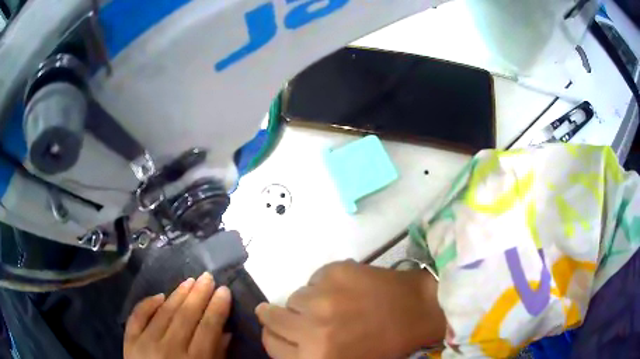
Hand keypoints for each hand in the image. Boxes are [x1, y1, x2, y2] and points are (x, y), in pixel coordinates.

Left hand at [124, 272, 231, 358]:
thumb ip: (217, 356)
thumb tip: (225, 332)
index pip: (208, 328)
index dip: (217, 308)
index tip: (224, 290)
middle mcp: (169, 349)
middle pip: (186, 316)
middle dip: (199, 294)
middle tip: (207, 277)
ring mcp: (145, 343)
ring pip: (163, 312)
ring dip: (177, 294)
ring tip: (189, 281)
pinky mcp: (129, 341)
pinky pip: (137, 316)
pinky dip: (147, 304)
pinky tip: (159, 295)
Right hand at [256, 260, 444, 358]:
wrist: (419, 310)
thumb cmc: (384, 345)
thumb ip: (308, 354)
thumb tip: (284, 337)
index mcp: (315, 357)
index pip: (271, 344)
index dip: (273, 336)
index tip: (276, 329)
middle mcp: (312, 329)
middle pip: (271, 316)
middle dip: (274, 315)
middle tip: (286, 313)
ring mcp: (323, 297)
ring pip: (295, 295)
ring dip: (307, 301)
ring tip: (332, 304)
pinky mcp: (335, 271)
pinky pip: (315, 278)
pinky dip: (324, 284)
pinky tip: (346, 290)